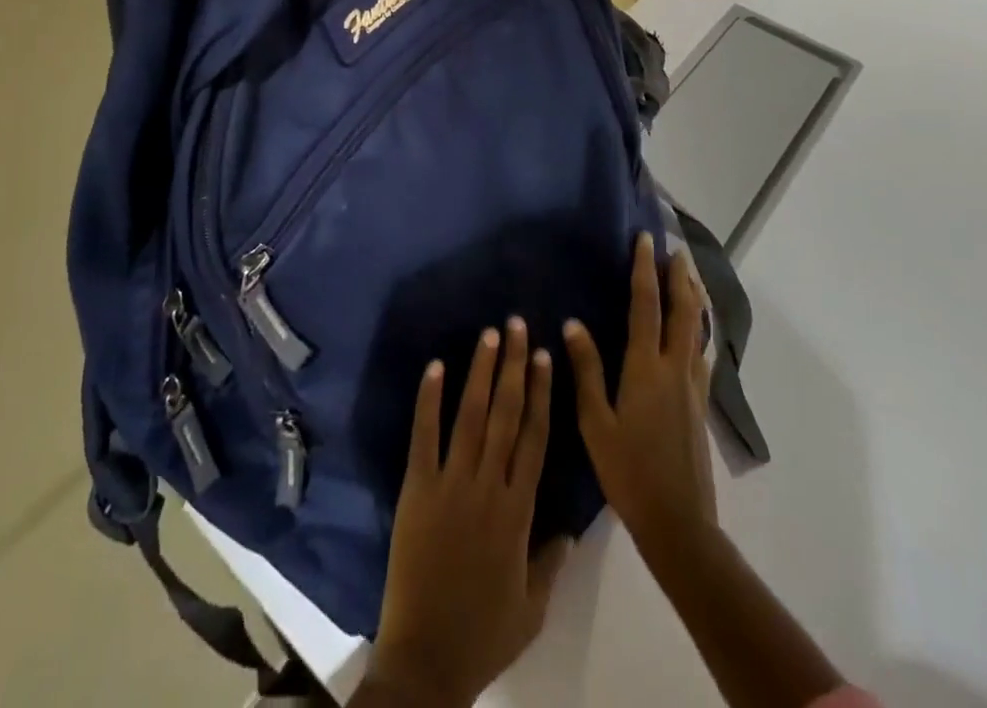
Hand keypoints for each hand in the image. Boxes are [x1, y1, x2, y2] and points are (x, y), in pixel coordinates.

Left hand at [364, 319, 572, 707]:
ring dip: (480, 372)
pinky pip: (424, 437)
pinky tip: (435, 367)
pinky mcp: (416, 489)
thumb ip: (550, 561)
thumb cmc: (483, 634)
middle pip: (505, 415)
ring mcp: (450, 484)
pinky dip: (429, 400)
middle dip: (514, 366)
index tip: (545, 355)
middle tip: (518, 324)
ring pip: (470, 416)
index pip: (534, 438)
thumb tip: (570, 527)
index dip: (540, 393)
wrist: (426, 660)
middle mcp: (487, 486)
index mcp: (517, 511)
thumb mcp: (532, 608)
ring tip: (489, 334)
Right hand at [563, 234, 716, 568]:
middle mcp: (675, 367)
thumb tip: (573, 324)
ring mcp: (693, 385)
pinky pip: (703, 352)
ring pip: (698, 328)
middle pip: (683, 309)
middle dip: (679, 276)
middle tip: (675, 249)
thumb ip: (587, 370)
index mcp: (646, 367)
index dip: (645, 270)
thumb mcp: (596, 423)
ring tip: (690, 276)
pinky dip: (701, 329)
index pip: (646, 305)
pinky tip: (699, 331)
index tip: (645, 240)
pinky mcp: (701, 403)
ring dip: (694, 297)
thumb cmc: (628, 472)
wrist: (679, 521)